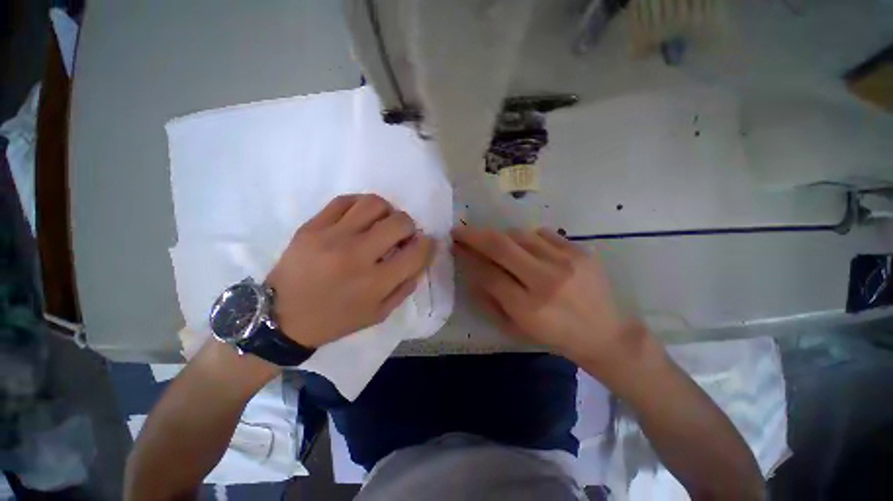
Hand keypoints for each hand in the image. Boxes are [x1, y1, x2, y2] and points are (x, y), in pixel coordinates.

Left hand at [266, 194, 433, 347]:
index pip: (417, 252)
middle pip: (399, 222)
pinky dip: (361, 206)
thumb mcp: (378, 313)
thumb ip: (405, 285)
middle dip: (409, 227)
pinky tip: (361, 218)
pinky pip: (345, 200)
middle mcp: (356, 255)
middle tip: (402, 235)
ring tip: (382, 223)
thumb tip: (420, 256)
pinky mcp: (311, 226)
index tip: (424, 243)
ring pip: (374, 204)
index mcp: (375, 283)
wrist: (281, 317)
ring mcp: (331, 237)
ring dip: (388, 212)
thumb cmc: (335, 320)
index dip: (428, 244)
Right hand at [453, 227, 644, 374]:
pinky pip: (543, 234)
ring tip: (495, 242)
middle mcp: (546, 281)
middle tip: (460, 230)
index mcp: (528, 308)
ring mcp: (566, 262)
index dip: (468, 257)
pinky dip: (527, 238)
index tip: (455, 246)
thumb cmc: (555, 336)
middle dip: (474, 235)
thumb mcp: (515, 328)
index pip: (488, 273)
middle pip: (501, 246)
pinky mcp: (581, 251)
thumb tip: (471, 271)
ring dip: (500, 236)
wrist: (605, 333)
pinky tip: (527, 248)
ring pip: (520, 235)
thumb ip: (490, 300)